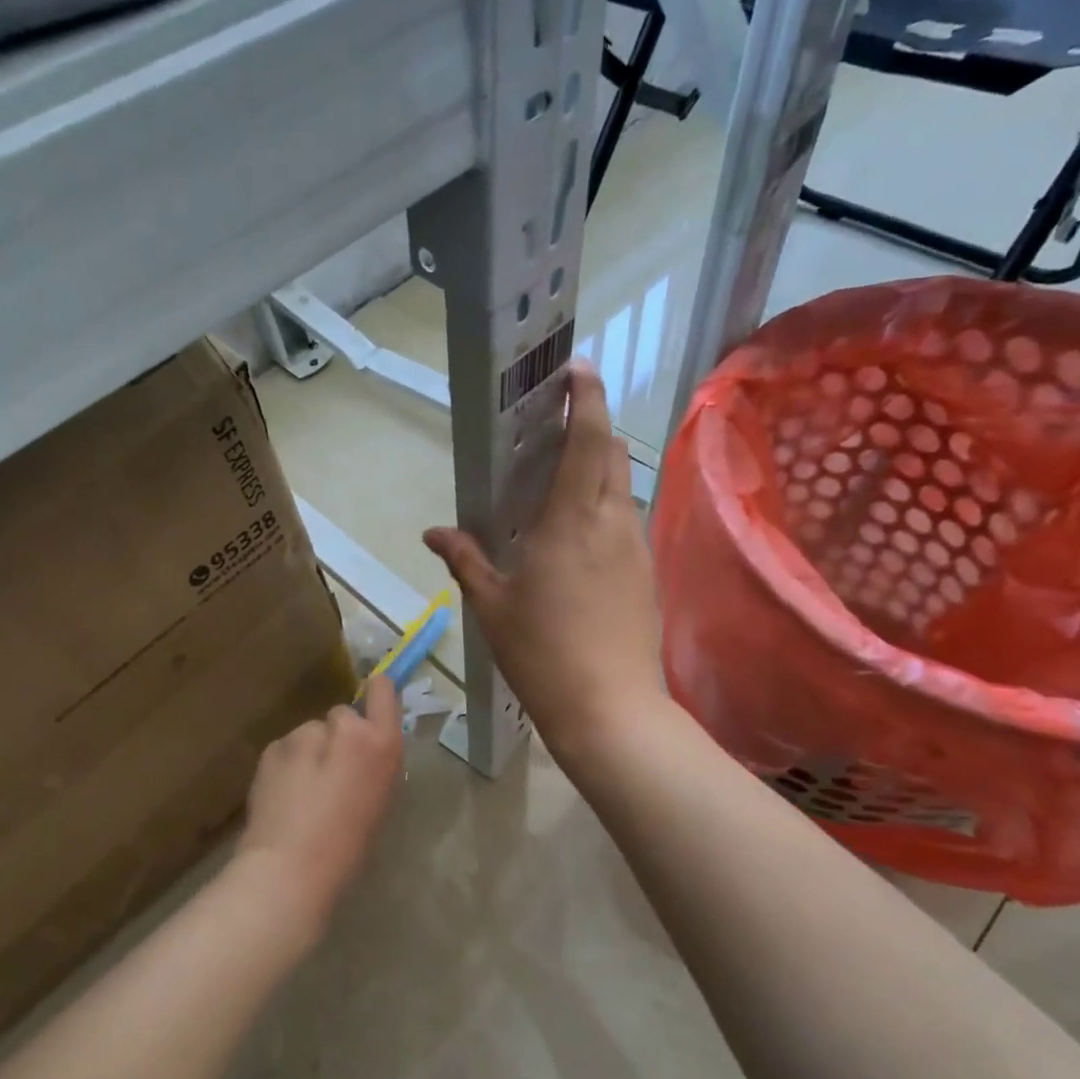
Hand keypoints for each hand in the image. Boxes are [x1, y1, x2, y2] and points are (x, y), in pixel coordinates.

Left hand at [234, 677, 403, 938]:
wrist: (291, 866)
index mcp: (380, 743)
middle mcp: (345, 728)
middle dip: (338, 735)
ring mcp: (304, 734)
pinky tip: (284, 793)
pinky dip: (288, 763)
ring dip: (310, 750)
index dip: (377, 692)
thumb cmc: (349, 844)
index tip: (372, 703)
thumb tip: (363, 751)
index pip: (383, 690)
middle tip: (332, 773)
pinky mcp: (274, 746)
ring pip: (311, 733)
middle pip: (342, 715)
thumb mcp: (380, 798)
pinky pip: (287, 748)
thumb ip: (374, 762)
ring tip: (303, 790)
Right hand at [424, 359, 665, 762]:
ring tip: (564, 474)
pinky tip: (578, 530)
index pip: (587, 439)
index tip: (577, 369)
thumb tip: (433, 532)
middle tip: (561, 418)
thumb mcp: (491, 606)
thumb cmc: (542, 653)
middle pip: (612, 451)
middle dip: (593, 422)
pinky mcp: (646, 572)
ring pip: (621, 486)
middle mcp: (611, 521)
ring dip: (599, 466)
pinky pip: (625, 519)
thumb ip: (464, 560)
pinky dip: (604, 504)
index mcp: (570, 520)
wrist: (610, 709)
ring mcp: (636, 547)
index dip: (586, 397)